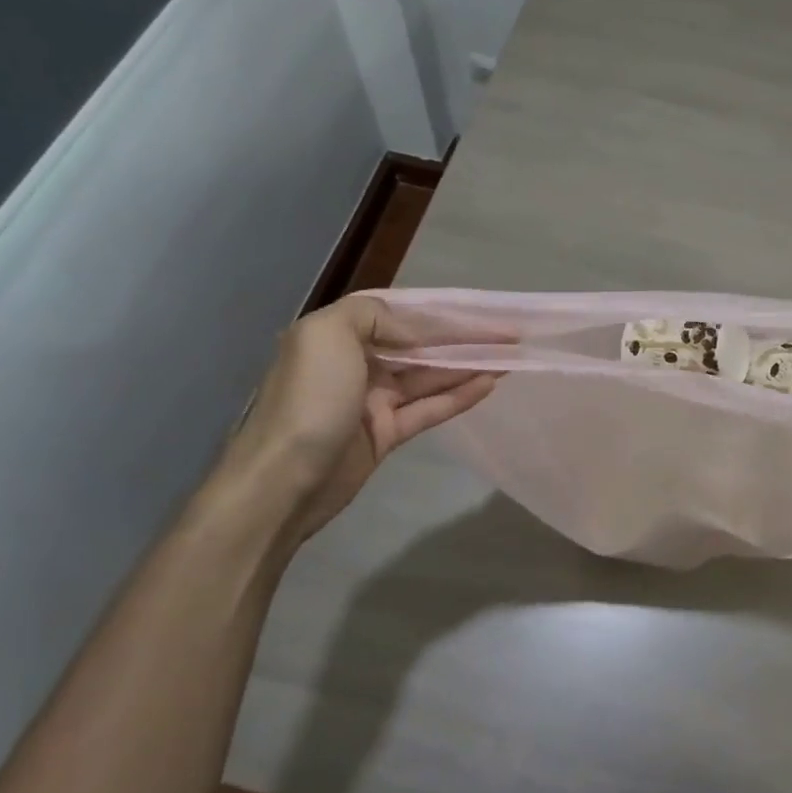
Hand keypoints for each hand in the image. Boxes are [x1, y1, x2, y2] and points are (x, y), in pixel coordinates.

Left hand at [212, 294, 495, 544]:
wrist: (282, 482)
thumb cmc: (309, 399)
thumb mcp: (328, 333)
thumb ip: (374, 314)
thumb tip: (412, 328)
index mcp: (338, 334)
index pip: (400, 313)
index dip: (442, 312)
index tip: (480, 309)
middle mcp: (356, 362)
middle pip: (420, 345)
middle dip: (462, 337)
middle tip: (507, 334)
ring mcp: (372, 400)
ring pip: (430, 376)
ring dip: (468, 364)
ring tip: (509, 356)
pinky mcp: (385, 434)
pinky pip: (429, 408)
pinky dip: (459, 396)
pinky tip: (489, 383)